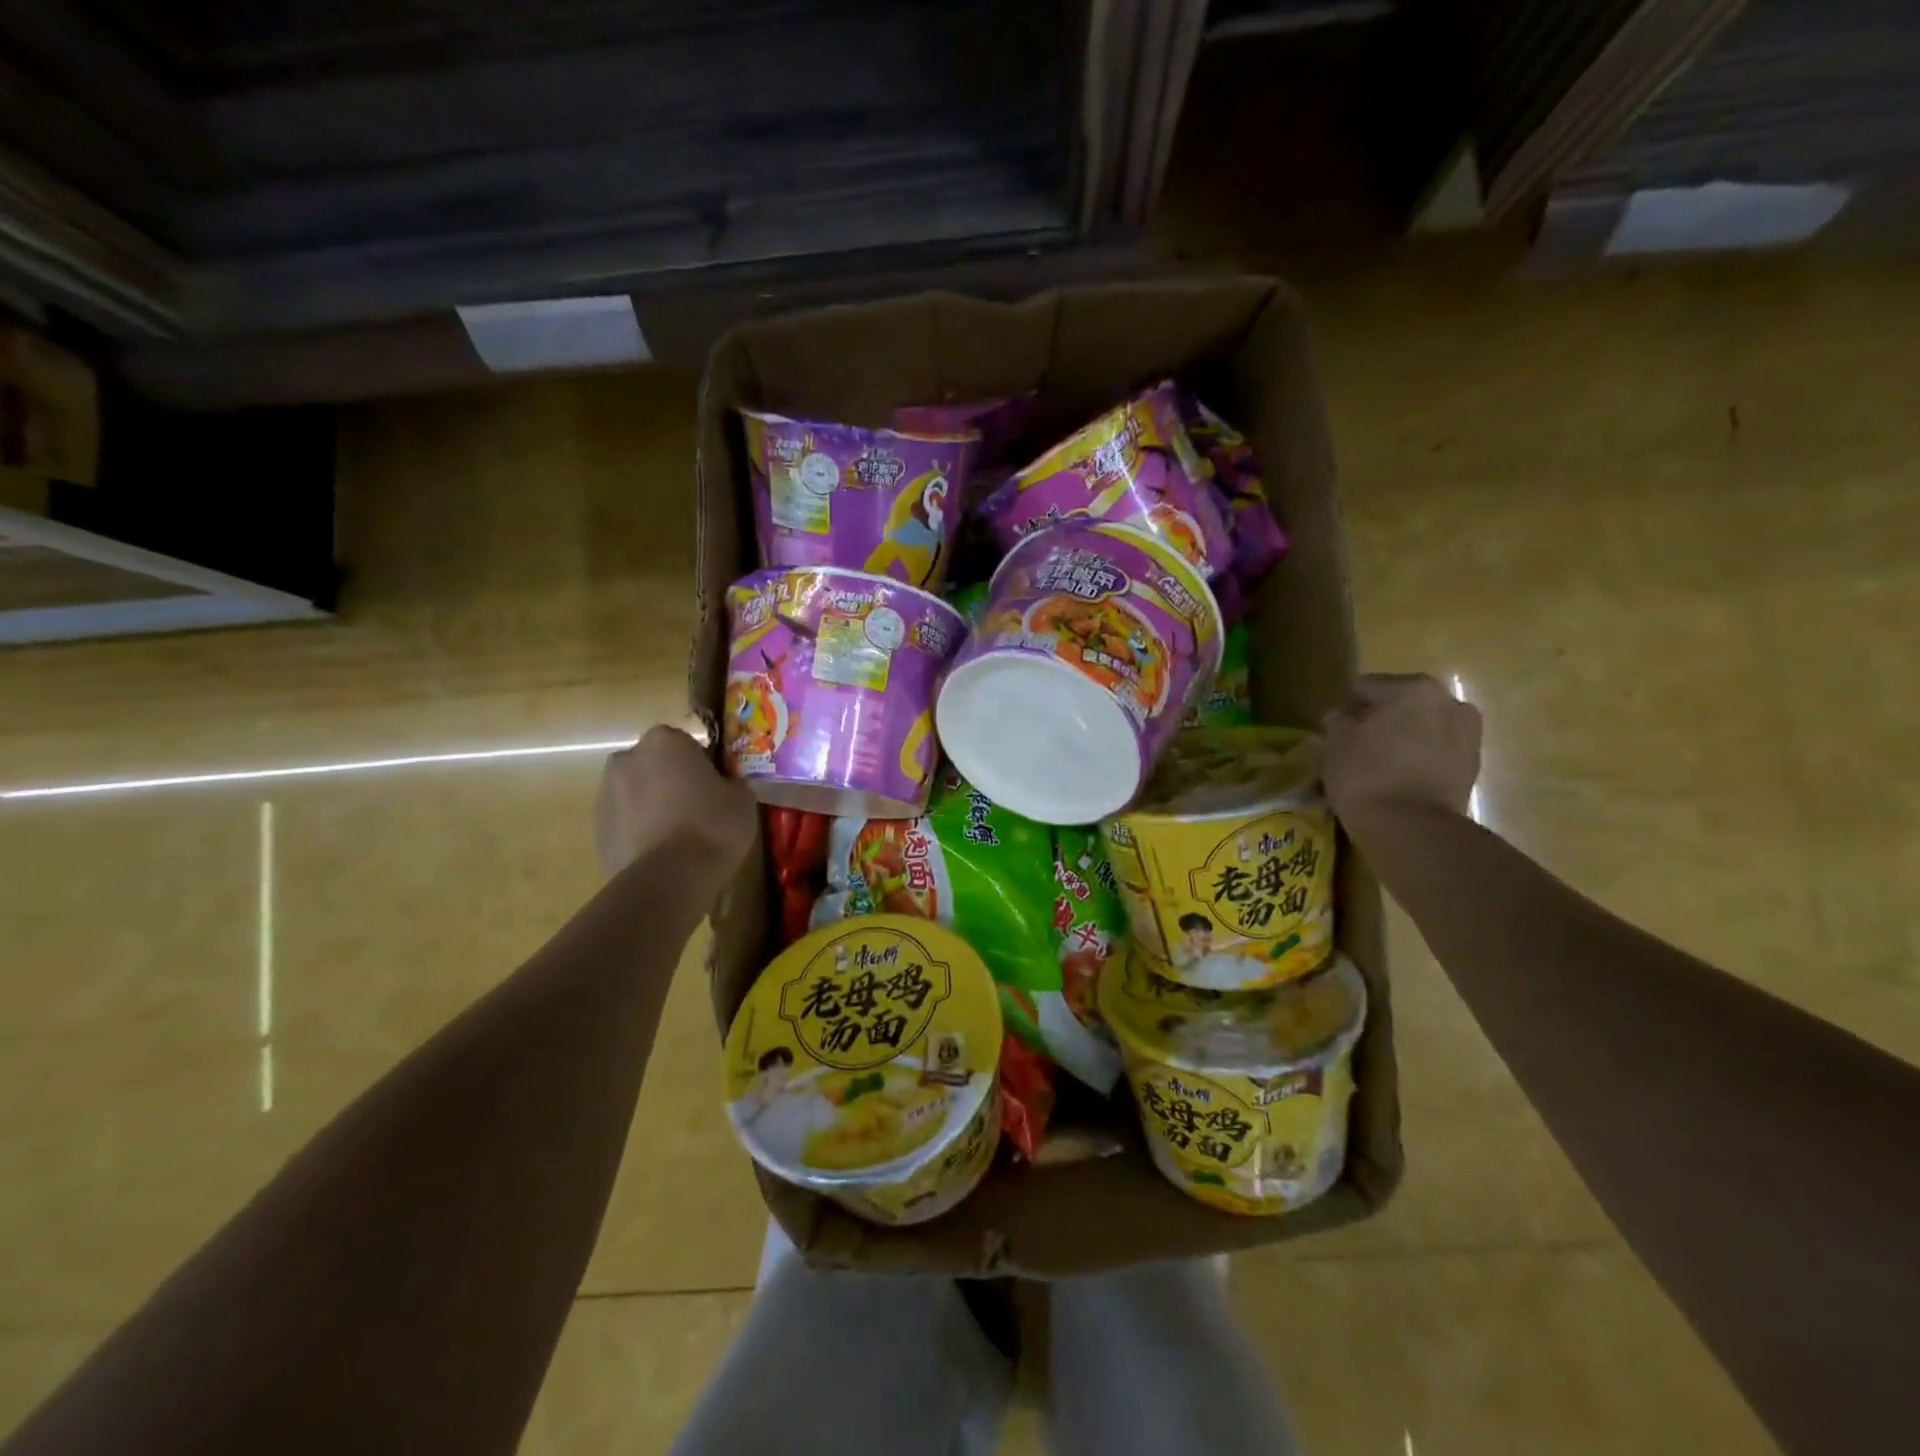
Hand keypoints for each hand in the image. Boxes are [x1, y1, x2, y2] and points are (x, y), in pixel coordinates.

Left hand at [594, 725, 757, 877]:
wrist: (668, 878)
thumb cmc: (712, 826)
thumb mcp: (742, 799)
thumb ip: (732, 783)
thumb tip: (726, 785)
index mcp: (664, 741)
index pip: (686, 743)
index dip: (702, 764)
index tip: (716, 786)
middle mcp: (627, 759)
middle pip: (655, 765)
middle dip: (671, 781)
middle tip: (697, 809)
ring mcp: (605, 794)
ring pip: (637, 793)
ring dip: (653, 806)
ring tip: (679, 837)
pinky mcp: (597, 830)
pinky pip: (626, 823)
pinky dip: (640, 832)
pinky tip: (662, 854)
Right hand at [1322, 674, 1481, 821]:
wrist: (1411, 827)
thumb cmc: (1365, 775)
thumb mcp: (1335, 745)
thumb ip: (1337, 722)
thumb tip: (1340, 717)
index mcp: (1413, 688)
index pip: (1367, 686)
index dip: (1347, 705)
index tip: (1335, 725)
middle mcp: (1449, 702)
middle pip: (1402, 703)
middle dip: (1381, 719)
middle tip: (1357, 741)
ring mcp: (1468, 734)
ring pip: (1423, 726)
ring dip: (1404, 736)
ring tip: (1380, 759)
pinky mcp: (1473, 765)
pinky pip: (1437, 750)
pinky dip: (1420, 756)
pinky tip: (1399, 774)